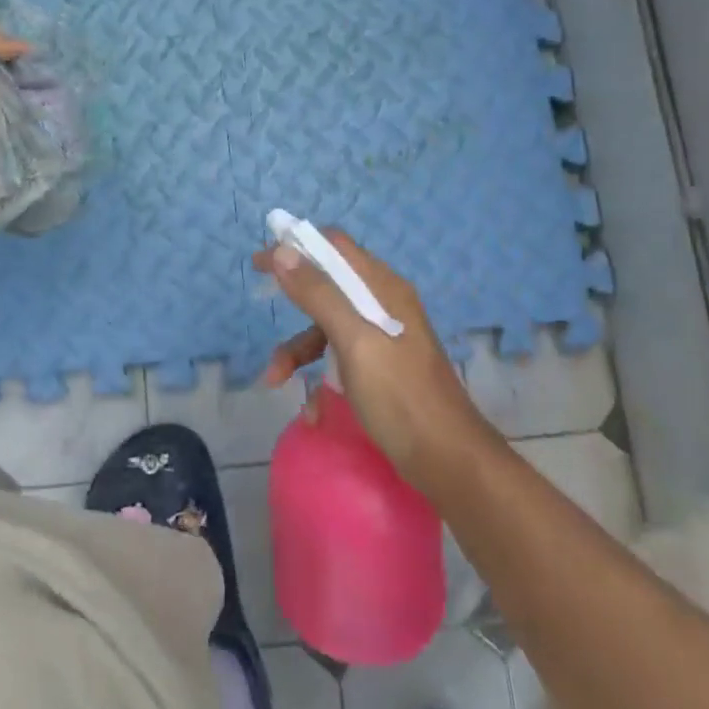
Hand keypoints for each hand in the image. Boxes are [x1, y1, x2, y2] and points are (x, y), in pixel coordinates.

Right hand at [254, 229, 498, 493]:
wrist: (448, 461)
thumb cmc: (400, 396)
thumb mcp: (355, 341)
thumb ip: (319, 294)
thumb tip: (281, 251)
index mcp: (383, 288)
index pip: (334, 247)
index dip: (296, 247)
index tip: (261, 261)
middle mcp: (384, 305)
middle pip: (329, 286)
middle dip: (294, 300)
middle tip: (262, 301)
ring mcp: (384, 339)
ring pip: (329, 327)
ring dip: (300, 349)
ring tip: (277, 379)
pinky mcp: (381, 370)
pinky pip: (340, 360)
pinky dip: (320, 377)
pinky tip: (313, 411)